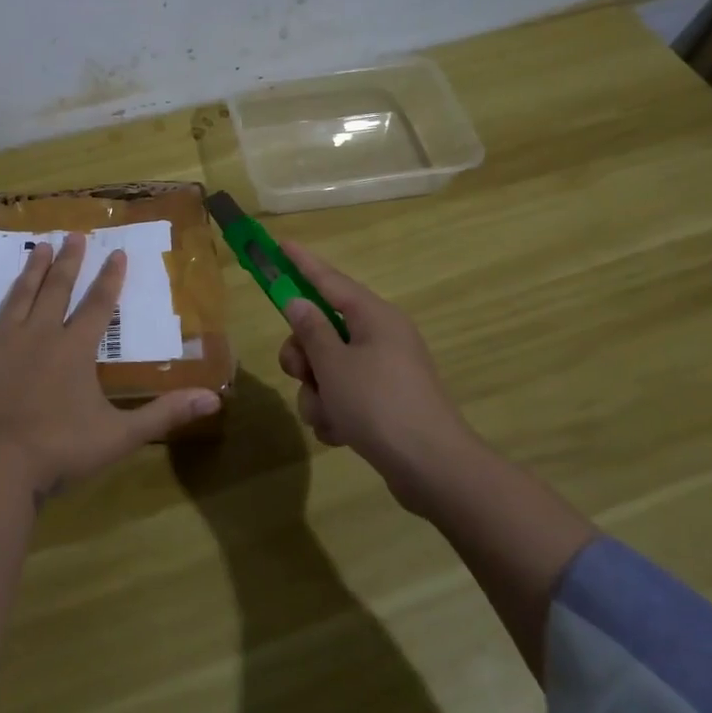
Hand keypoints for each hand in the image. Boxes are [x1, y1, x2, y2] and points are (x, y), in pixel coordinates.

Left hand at [0, 232, 222, 496]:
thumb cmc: (61, 449)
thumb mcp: (121, 435)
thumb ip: (165, 413)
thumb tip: (215, 397)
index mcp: (75, 349)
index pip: (99, 305)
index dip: (110, 278)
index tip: (117, 252)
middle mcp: (40, 335)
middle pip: (57, 290)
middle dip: (69, 262)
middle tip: (74, 235)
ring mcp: (1, 342)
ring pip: (19, 297)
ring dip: (30, 272)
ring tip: (39, 247)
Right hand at [276, 239, 476, 512]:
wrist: (432, 468)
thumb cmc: (379, 405)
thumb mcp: (334, 364)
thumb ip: (311, 330)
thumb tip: (298, 301)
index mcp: (374, 317)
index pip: (329, 280)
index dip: (301, 263)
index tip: (279, 244)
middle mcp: (380, 337)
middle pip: (322, 331)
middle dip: (304, 356)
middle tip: (301, 373)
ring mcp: (383, 372)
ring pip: (327, 369)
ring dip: (317, 394)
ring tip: (328, 416)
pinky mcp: (383, 404)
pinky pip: (343, 396)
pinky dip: (334, 413)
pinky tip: (340, 434)